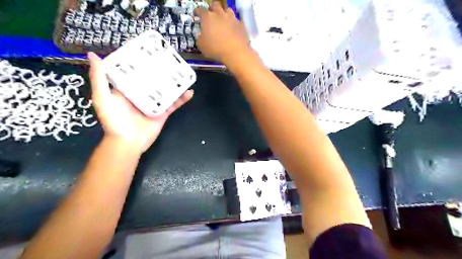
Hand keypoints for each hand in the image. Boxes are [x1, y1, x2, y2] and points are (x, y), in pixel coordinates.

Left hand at [88, 52, 192, 153]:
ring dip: (174, 82)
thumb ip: (99, 78)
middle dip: (159, 69)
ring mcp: (154, 103)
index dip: (138, 60)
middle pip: (152, 79)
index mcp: (126, 89)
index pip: (132, 71)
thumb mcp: (102, 98)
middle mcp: (141, 94)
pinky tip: (190, 91)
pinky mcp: (163, 113)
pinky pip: (174, 104)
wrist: (128, 143)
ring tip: (182, 71)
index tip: (145, 47)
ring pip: (165, 90)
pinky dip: (182, 99)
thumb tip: (93, 55)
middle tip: (168, 57)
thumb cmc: (114, 121)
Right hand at [194, 1, 251, 62]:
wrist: (235, 53)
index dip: (198, 12)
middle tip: (211, 15)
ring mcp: (232, 18)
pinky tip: (233, 30)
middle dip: (212, 9)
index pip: (200, 10)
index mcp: (208, 17)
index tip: (197, 14)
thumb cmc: (215, 49)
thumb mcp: (201, 46)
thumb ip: (200, 38)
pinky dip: (234, 24)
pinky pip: (237, 21)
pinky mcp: (241, 25)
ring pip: (228, 10)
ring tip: (224, 20)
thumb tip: (202, 36)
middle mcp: (220, 14)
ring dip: (224, 14)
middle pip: (215, 5)